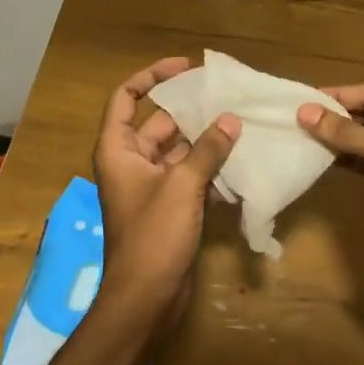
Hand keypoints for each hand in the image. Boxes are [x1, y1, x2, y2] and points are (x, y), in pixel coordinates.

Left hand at [93, 58, 239, 324]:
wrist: (146, 297)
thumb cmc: (153, 236)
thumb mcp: (182, 186)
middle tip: (231, 99)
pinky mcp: (171, 207)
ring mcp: (152, 186)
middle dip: (194, 112)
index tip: (186, 67)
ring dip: (208, 142)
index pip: (126, 97)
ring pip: (181, 151)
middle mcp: (133, 162)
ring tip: (244, 126)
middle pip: (162, 124)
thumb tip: (231, 120)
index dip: (151, 76)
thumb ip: (207, 150)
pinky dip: (212, 170)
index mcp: (119, 149)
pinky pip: (191, 177)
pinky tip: (242, 165)